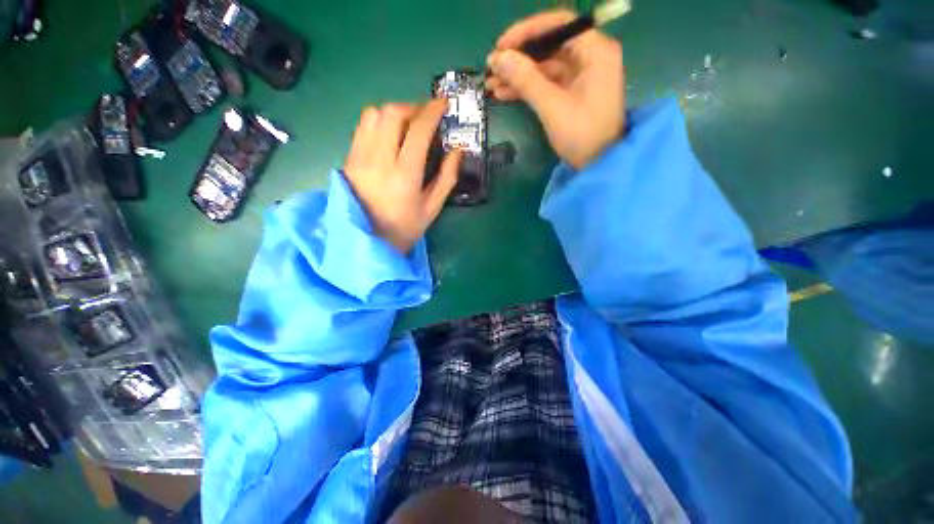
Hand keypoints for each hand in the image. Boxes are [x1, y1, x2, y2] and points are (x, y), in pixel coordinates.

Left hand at [344, 100, 462, 253]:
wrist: (367, 241)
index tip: (443, 103)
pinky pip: (363, 126)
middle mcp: (379, 160)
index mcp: (404, 175)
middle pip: (392, 113)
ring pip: (374, 114)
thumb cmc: (404, 228)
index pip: (418, 130)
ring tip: (407, 124)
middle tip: (426, 116)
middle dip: (413, 107)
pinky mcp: (349, 158)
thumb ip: (447, 177)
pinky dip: (379, 121)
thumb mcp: (432, 208)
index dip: (432, 111)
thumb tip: (458, 150)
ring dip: (394, 111)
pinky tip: (389, 134)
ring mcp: (360, 157)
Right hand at [486, 10, 624, 169]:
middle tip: (492, 69)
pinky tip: (504, 94)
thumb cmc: (582, 135)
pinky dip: (525, 88)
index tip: (501, 46)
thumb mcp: (552, 106)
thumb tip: (497, 58)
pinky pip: (545, 84)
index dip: (527, 32)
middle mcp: (589, 57)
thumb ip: (526, 80)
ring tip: (491, 85)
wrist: (597, 165)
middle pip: (548, 46)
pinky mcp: (571, 93)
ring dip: (517, 75)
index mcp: (595, 51)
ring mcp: (580, 76)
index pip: (559, 24)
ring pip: (543, 67)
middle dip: (518, 58)